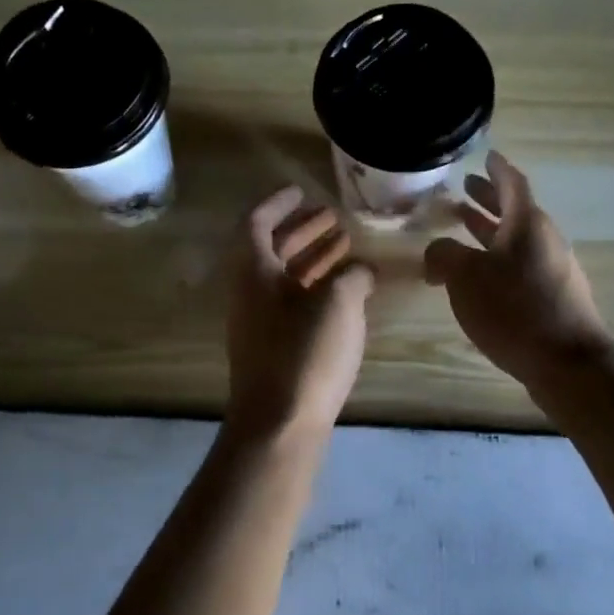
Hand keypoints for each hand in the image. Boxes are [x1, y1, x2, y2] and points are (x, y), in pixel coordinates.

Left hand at [225, 187, 374, 436]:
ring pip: (286, 278)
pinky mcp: (275, 350)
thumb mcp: (338, 304)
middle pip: (273, 249)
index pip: (257, 222)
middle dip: (302, 230)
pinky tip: (347, 292)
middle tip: (332, 216)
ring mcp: (261, 324)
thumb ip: (353, 277)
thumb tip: (362, 271)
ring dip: (313, 258)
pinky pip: (295, 304)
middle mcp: (251, 294)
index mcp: (255, 272)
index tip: (302, 190)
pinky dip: (317, 289)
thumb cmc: (305, 353)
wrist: (280, 425)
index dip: (279, 203)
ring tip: (346, 246)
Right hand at [424, 152, 613, 392]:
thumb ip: (444, 255)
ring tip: (463, 226)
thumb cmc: (514, 309)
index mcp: (527, 224)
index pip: (512, 183)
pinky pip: (519, 264)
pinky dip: (496, 258)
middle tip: (465, 189)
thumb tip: (436, 252)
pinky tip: (478, 275)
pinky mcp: (552, 297)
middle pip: (514, 211)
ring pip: (515, 240)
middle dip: (489, 199)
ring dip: (489, 230)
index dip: (497, 169)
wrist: (566, 362)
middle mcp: (544, 240)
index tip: (486, 156)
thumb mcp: (465, 277)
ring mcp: (552, 270)